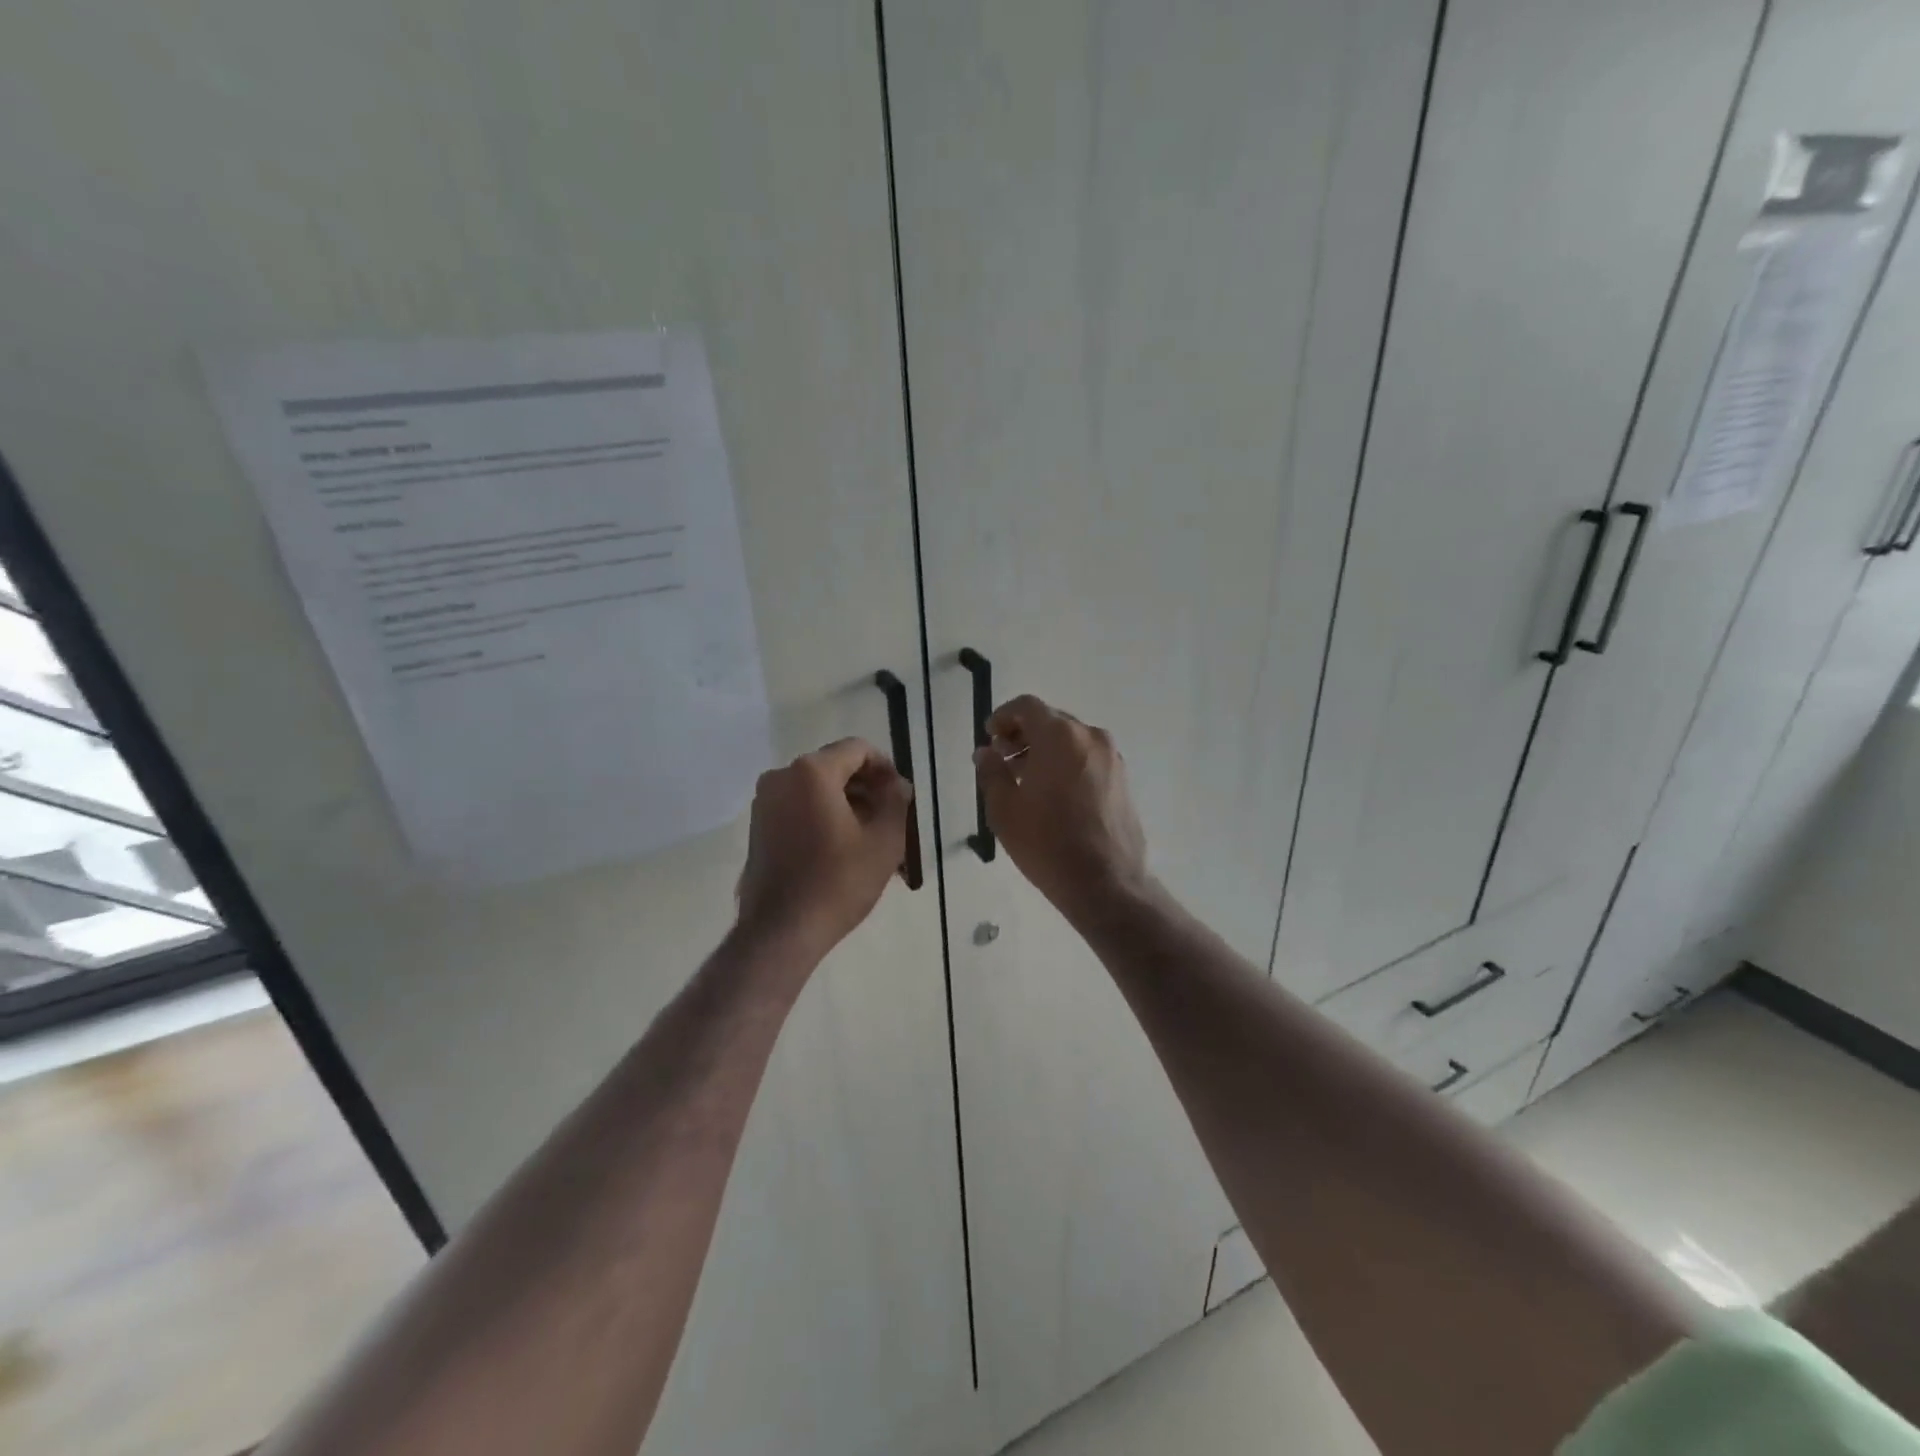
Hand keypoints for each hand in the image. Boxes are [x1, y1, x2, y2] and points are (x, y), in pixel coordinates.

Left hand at [736, 737, 913, 956]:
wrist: (781, 931)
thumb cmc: (838, 882)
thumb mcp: (884, 840)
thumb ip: (897, 801)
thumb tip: (898, 785)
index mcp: (812, 772)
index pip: (858, 749)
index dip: (886, 768)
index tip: (901, 796)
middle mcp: (782, 777)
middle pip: (836, 768)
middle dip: (868, 790)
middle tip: (892, 820)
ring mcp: (765, 802)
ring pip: (818, 791)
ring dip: (849, 806)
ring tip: (873, 840)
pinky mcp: (759, 827)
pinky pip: (800, 808)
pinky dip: (825, 818)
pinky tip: (846, 850)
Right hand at [973, 695, 1150, 921]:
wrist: (1106, 883)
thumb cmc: (1047, 843)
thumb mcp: (1004, 809)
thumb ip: (991, 772)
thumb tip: (986, 753)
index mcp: (1060, 736)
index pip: (1027, 706)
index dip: (1003, 716)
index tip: (989, 737)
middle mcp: (1090, 737)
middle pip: (1051, 720)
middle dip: (1023, 734)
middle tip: (1002, 758)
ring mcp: (1111, 758)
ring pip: (1071, 740)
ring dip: (1044, 749)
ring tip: (1024, 778)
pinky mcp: (1122, 779)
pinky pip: (1087, 758)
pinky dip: (1066, 762)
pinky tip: (1051, 792)